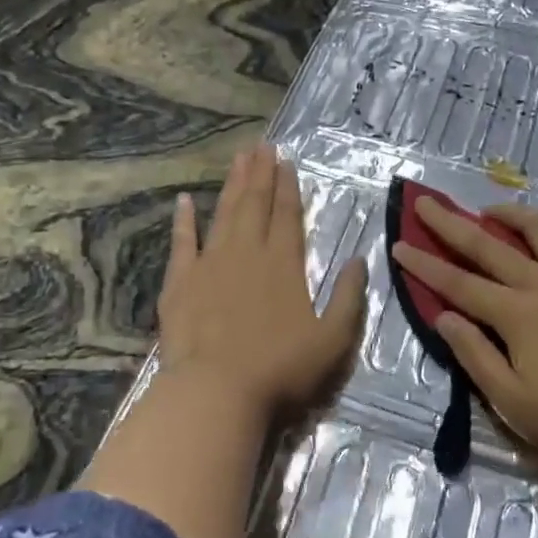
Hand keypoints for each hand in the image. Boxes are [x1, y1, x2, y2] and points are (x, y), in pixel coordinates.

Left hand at [156, 144, 366, 421]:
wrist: (216, 392)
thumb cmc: (280, 368)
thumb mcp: (333, 339)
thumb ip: (348, 297)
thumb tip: (358, 259)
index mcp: (284, 263)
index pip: (287, 214)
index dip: (288, 186)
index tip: (286, 160)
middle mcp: (247, 252)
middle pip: (255, 204)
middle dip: (261, 173)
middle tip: (262, 145)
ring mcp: (210, 263)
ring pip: (224, 213)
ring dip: (232, 185)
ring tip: (238, 158)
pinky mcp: (180, 282)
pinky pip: (182, 242)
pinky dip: (184, 220)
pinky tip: (185, 200)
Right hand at [390, 198, 537, 481]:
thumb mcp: (513, 403)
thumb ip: (475, 355)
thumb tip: (444, 316)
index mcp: (516, 314)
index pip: (457, 283)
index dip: (424, 265)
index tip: (398, 245)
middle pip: (488, 245)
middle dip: (451, 224)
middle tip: (425, 203)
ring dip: (511, 214)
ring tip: (491, 210)